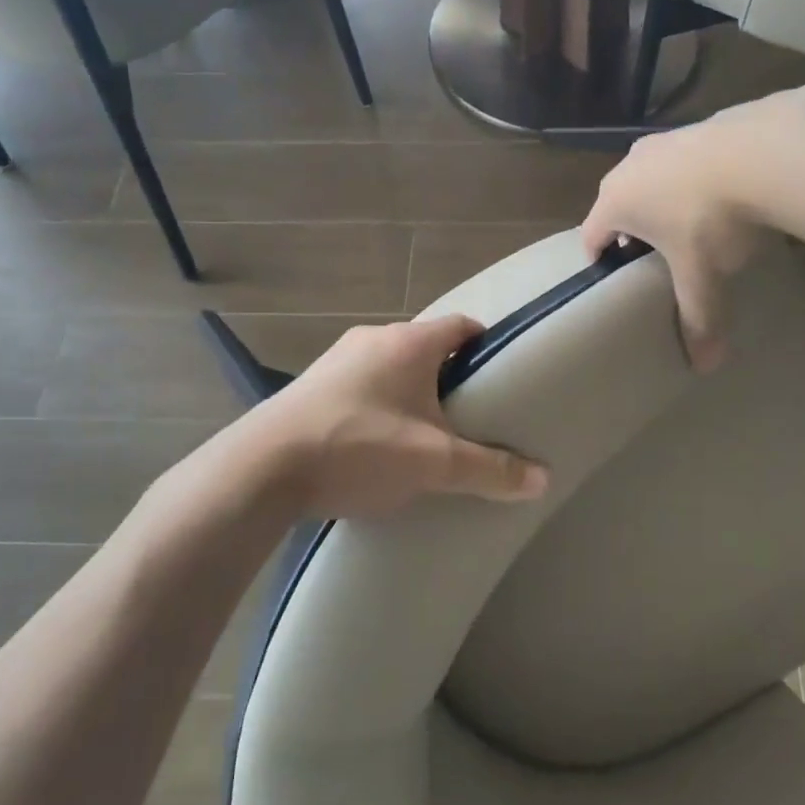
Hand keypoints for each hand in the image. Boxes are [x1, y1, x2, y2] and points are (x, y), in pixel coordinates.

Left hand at [249, 316, 548, 518]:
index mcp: (410, 342)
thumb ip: (491, 469)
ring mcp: (337, 359)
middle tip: (470, 415)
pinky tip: (377, 442)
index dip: (486, 347)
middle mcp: (373, 338)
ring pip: (391, 367)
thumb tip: (543, 478)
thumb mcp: (434, 463)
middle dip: (450, 377)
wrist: (262, 468)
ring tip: (426, 433)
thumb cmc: (359, 448)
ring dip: (410, 392)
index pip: (462, 326)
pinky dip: (378, 404)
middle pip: (427, 348)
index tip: (502, 377)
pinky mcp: (311, 385)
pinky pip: (361, 385)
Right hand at [580, 106, 773, 370]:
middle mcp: (629, 166)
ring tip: (689, 225)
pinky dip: (691, 179)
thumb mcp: (702, 275)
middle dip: (630, 229)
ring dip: (660, 200)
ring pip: (649, 177)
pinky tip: (721, 194)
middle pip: (617, 203)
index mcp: (616, 201)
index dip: (598, 259)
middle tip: (652, 257)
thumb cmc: (711, 219)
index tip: (613, 278)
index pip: (591, 235)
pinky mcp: (697, 126)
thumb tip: (705, 367)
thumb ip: (698, 318)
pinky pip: (682, 160)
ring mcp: (663, 140)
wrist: (763, 151)